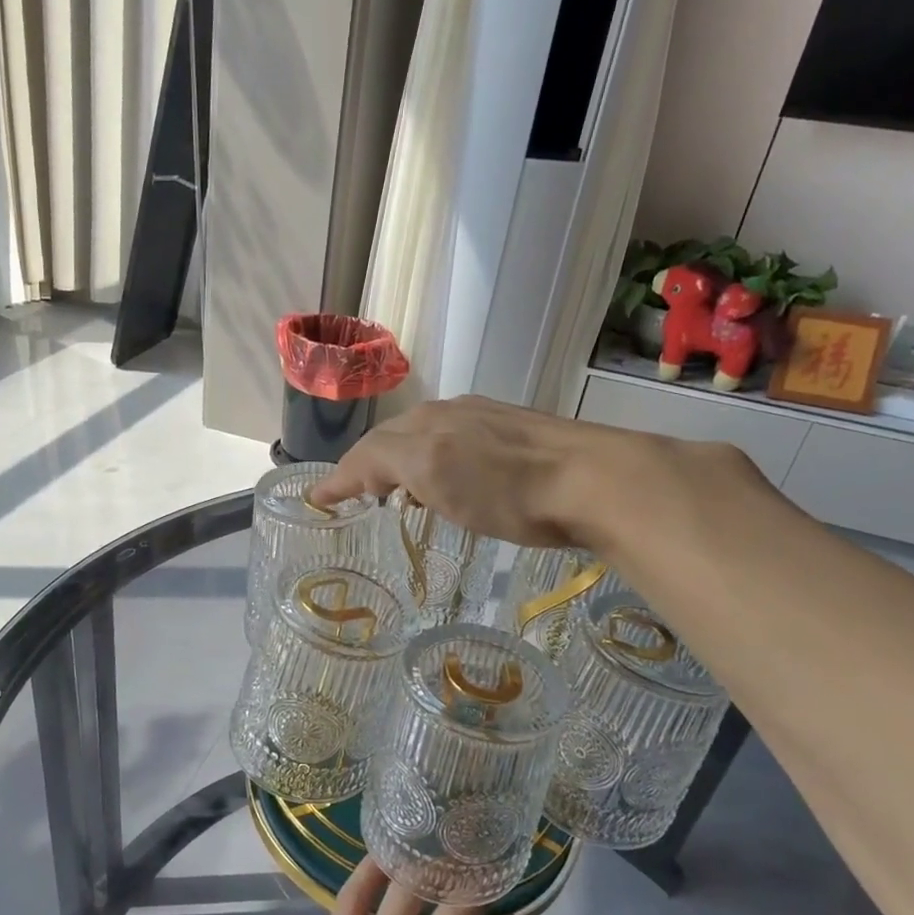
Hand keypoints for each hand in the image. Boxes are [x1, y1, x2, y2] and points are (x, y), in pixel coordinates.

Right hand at [306, 395, 614, 548]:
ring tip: (396, 493)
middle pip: (395, 437)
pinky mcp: (519, 438)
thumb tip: (354, 472)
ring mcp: (488, 423)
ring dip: (402, 463)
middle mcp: (452, 413)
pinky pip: (458, 445)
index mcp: (427, 422)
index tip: (318, 500)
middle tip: (355, 494)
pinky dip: (436, 465)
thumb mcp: (435, 472)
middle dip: (369, 464)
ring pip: (427, 439)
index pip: (369, 448)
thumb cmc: (506, 486)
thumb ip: (386, 463)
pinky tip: (451, 482)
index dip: (341, 475)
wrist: (595, 481)